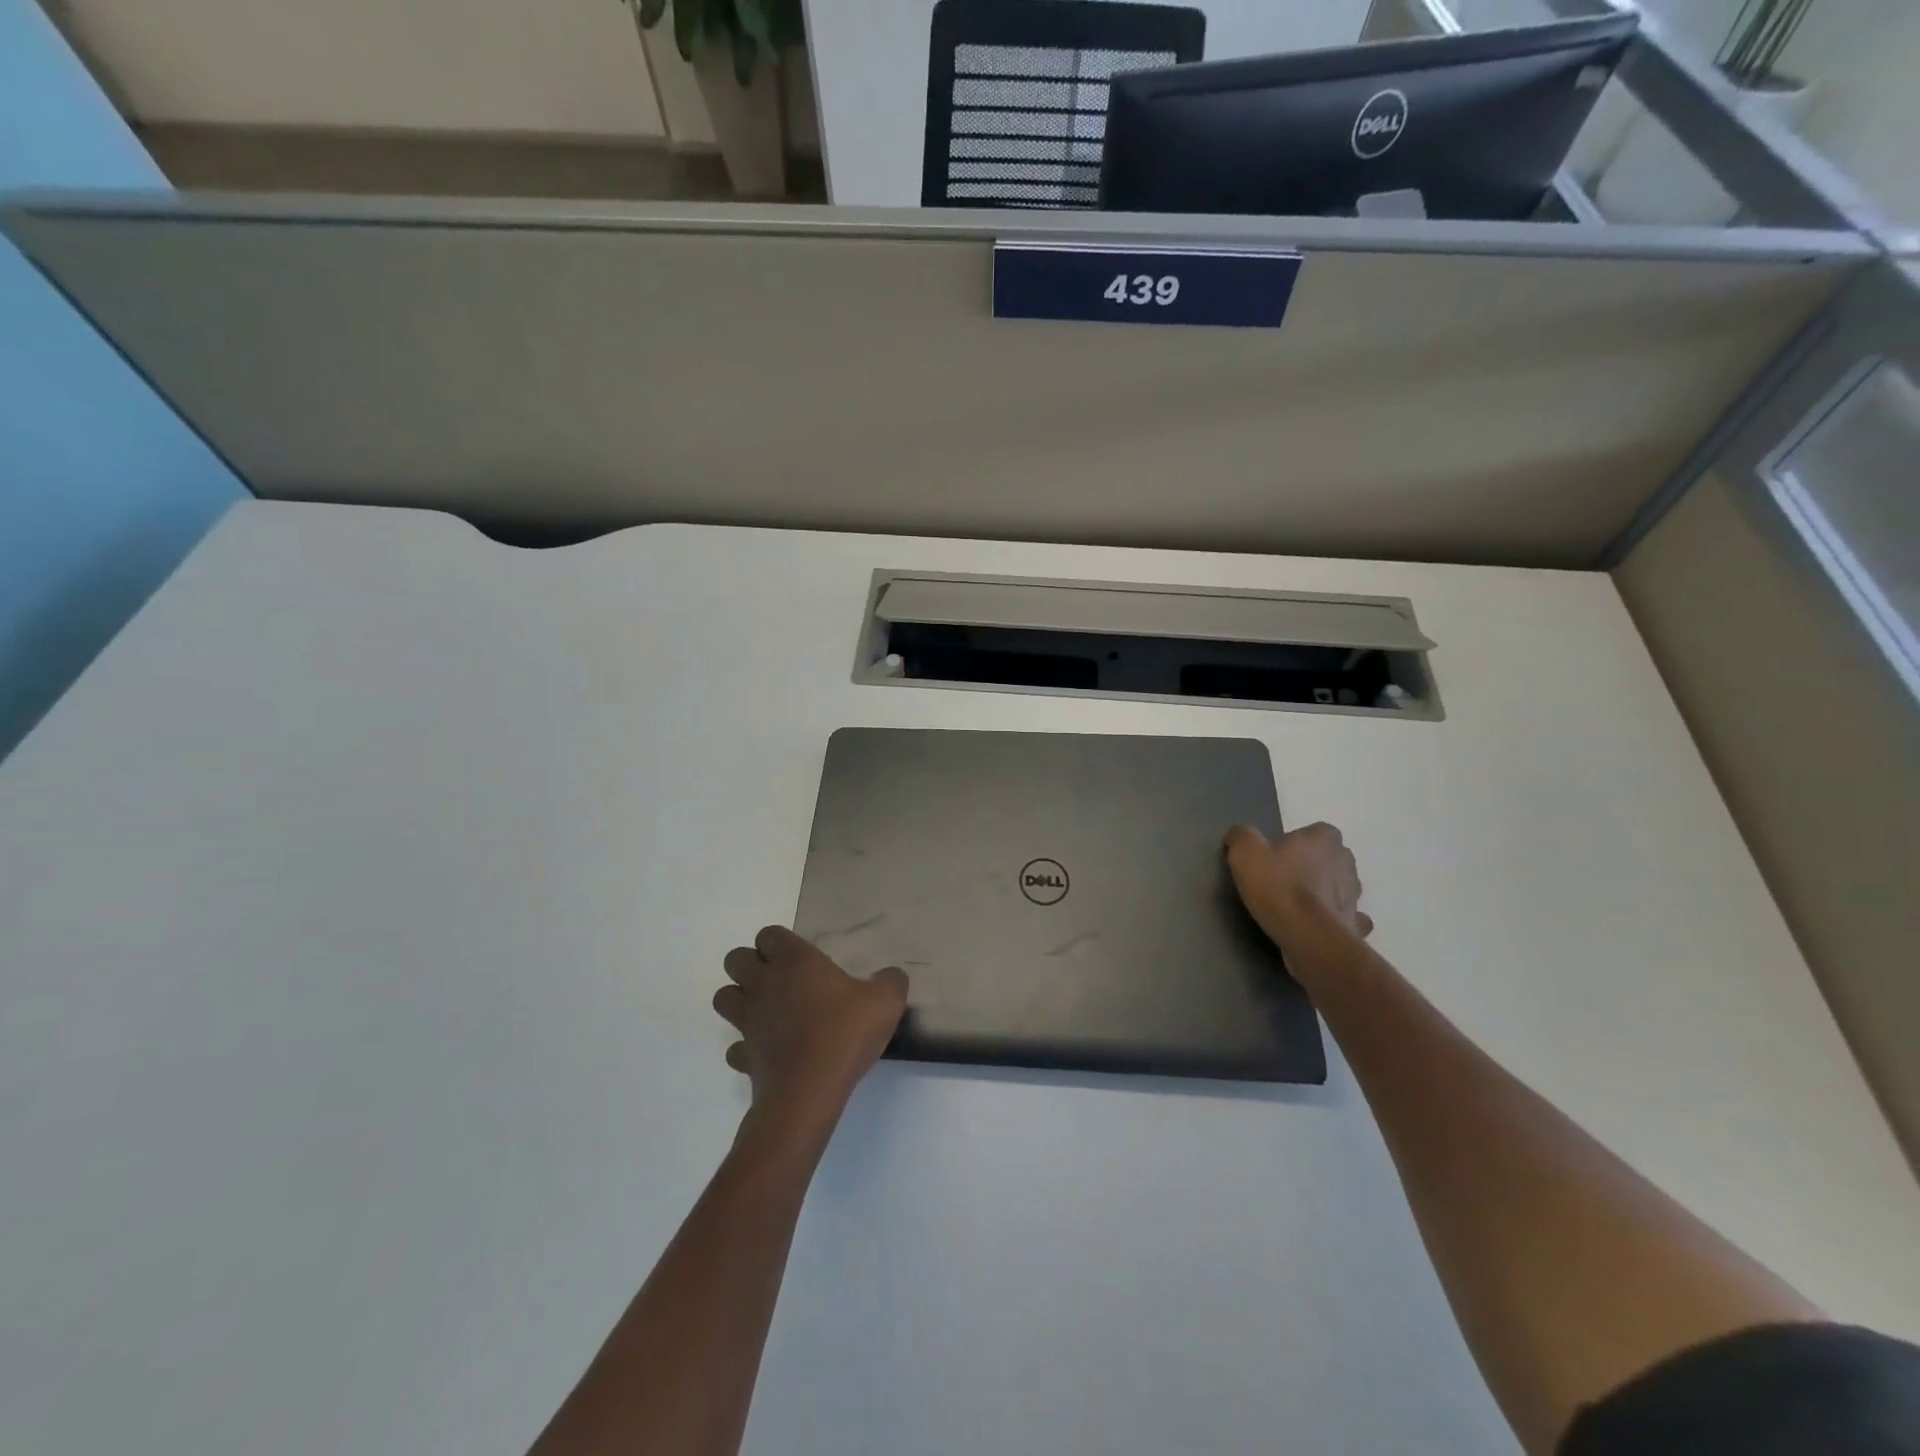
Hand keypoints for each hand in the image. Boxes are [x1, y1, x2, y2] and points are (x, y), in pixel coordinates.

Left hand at [714, 927, 907, 1128]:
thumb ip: (890, 982)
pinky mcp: (744, 1057)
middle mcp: (764, 984)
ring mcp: (748, 1021)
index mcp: (795, 961)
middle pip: (735, 959)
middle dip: (750, 964)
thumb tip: (891, 976)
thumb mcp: (885, 1001)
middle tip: (780, 979)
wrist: (810, 1090)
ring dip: (739, 999)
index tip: (802, 957)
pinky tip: (767, 1053)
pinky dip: (744, 1048)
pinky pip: (734, 1047)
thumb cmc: (844, 1033)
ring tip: (767, 1010)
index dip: (780, 943)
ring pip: (724, 998)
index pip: (769, 934)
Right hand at [1224, 822, 1373, 953]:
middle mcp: (1346, 862)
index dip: (1297, 842)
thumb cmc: (1278, 887)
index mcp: (1324, 839)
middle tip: (1283, 879)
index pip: (1316, 831)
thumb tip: (1240, 835)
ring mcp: (1354, 895)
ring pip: (1339, 887)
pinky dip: (1333, 919)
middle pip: (1329, 858)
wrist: (1308, 937)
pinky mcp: (1355, 924)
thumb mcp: (1245, 853)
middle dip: (1313, 866)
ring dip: (1324, 892)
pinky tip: (1315, 926)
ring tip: (1295, 905)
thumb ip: (1242, 836)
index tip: (1276, 855)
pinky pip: (1345, 917)